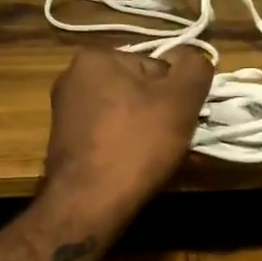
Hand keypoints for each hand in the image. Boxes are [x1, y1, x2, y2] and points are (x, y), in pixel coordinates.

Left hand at [43, 47, 212, 218]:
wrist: (89, 203)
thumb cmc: (136, 144)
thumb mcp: (180, 99)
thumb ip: (195, 68)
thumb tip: (192, 60)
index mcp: (96, 57)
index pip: (158, 67)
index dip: (178, 95)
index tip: (184, 121)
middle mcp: (73, 78)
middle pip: (141, 92)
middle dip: (163, 116)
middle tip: (176, 143)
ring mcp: (66, 112)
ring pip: (128, 117)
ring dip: (150, 134)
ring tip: (162, 161)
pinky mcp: (66, 142)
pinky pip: (111, 137)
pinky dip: (129, 148)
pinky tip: (139, 169)